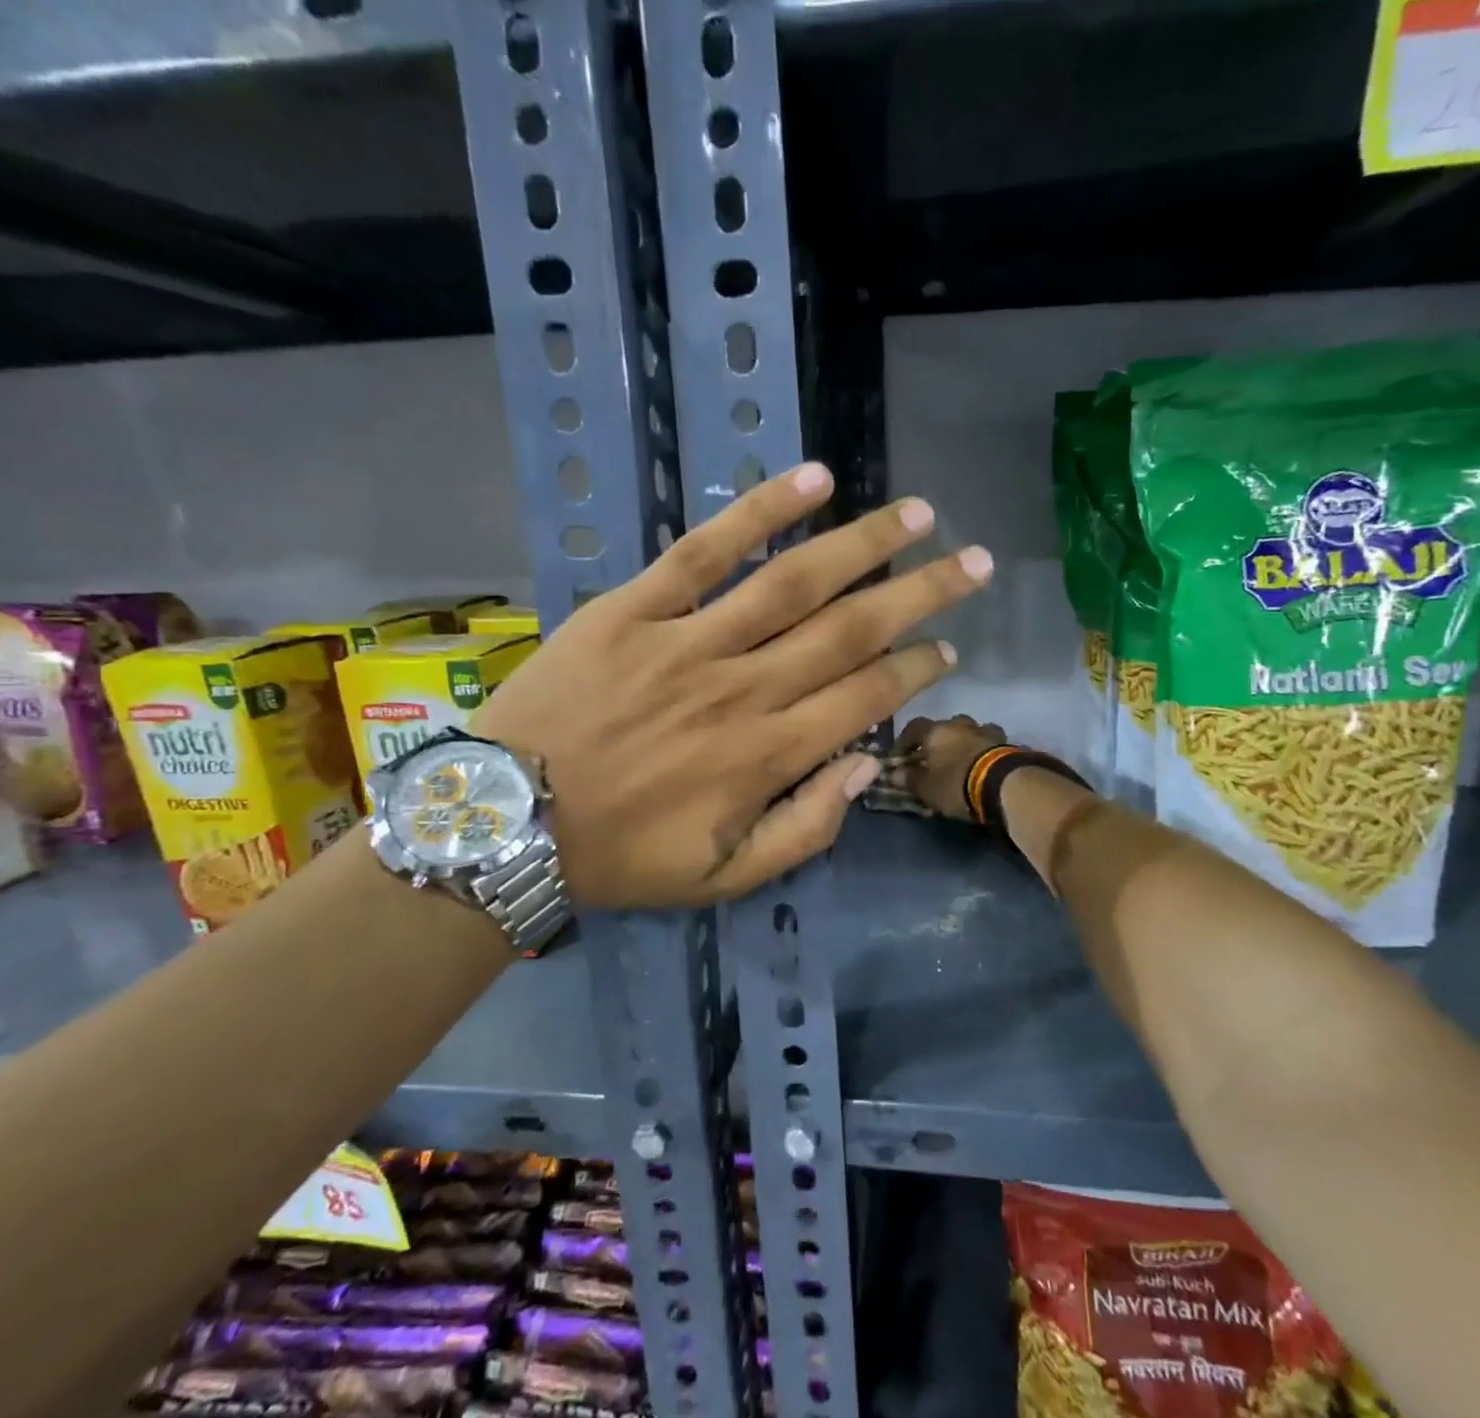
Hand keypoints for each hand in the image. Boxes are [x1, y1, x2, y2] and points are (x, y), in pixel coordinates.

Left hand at [474, 463, 993, 908]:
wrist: (506, 820)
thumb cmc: (620, 854)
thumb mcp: (722, 876)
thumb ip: (803, 828)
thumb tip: (863, 765)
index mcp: (766, 755)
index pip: (864, 697)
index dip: (914, 670)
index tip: (946, 649)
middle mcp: (744, 688)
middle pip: (850, 630)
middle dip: (921, 595)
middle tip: (973, 564)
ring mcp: (689, 640)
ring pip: (794, 581)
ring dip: (864, 544)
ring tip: (917, 514)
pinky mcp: (635, 607)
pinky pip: (704, 551)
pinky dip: (759, 512)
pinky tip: (812, 480)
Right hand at [888, 715, 1007, 820]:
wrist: (1004, 784)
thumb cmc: (956, 784)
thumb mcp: (927, 788)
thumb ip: (909, 778)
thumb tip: (894, 773)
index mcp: (935, 731)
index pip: (913, 727)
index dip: (905, 741)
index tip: (902, 756)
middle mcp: (959, 724)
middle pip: (944, 726)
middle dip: (938, 740)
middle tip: (935, 758)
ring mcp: (985, 730)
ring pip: (969, 730)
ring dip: (964, 741)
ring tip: (962, 760)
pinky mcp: (1006, 741)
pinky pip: (989, 741)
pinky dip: (983, 748)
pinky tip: (983, 761)